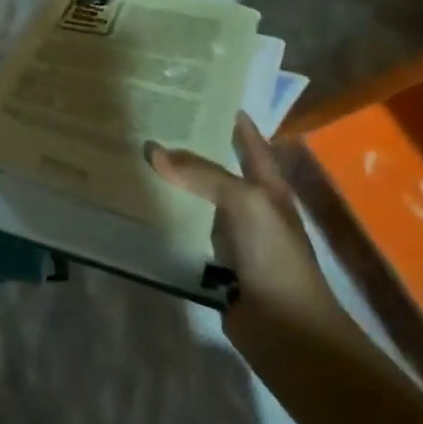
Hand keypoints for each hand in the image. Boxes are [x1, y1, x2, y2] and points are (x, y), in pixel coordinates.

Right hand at [148, 114, 352, 358]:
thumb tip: (154, 150)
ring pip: (197, 200)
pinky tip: (137, 208)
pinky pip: (185, 232)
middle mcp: (250, 207)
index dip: (232, 117)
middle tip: (150, 122)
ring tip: (135, 158)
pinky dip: (165, 220)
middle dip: (189, 147)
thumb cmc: (276, 257)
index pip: (250, 142)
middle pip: (217, 167)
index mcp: (268, 186)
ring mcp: (232, 236)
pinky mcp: (213, 263)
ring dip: (173, 184)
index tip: (201, 91)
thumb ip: (203, 174)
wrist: (287, 331)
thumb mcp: (246, 203)